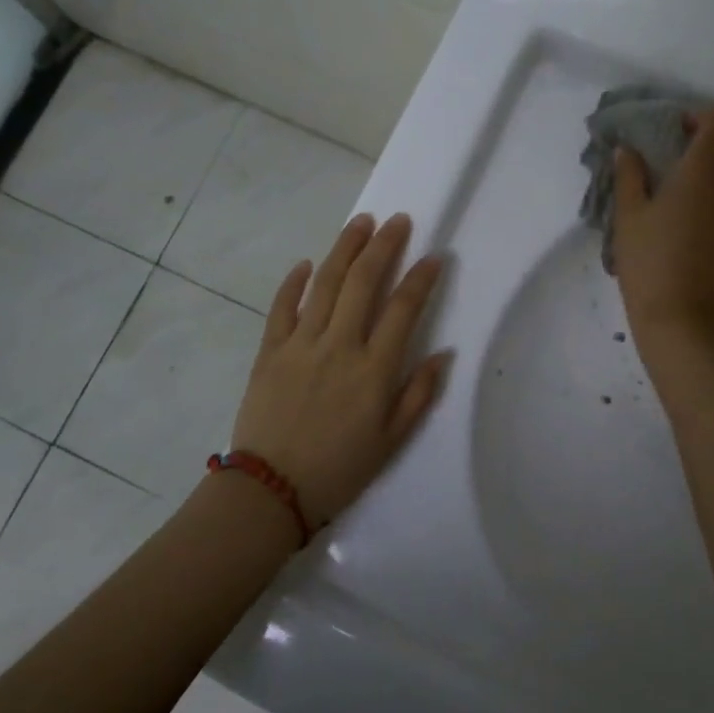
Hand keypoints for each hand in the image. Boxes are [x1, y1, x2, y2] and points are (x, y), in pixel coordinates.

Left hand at [231, 213, 450, 526]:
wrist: (270, 491)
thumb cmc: (339, 469)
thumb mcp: (391, 441)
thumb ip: (418, 395)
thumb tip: (443, 354)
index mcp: (373, 370)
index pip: (403, 310)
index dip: (421, 279)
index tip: (434, 256)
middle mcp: (339, 346)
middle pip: (364, 283)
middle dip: (383, 246)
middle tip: (397, 221)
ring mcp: (301, 344)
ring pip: (325, 284)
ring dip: (344, 249)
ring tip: (360, 223)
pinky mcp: (270, 351)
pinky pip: (282, 307)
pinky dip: (294, 282)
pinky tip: (306, 263)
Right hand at [612, 106, 713, 341]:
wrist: (683, 318)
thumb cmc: (649, 261)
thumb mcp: (628, 217)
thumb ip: (630, 177)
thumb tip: (628, 150)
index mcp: (703, 171)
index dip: (704, 117)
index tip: (682, 132)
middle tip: (705, 161)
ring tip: (712, 192)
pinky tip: (713, 232)